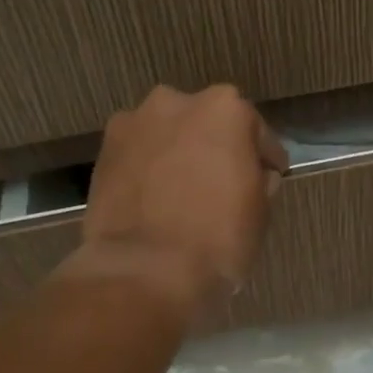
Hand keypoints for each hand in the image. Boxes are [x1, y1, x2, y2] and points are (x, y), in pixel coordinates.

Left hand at [72, 85, 288, 316]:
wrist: (144, 271)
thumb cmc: (217, 238)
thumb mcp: (260, 211)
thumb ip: (260, 179)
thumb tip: (255, 173)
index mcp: (225, 109)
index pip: (256, 131)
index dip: (264, 158)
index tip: (269, 177)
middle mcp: (177, 102)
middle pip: (207, 124)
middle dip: (216, 148)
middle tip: (223, 183)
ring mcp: (134, 123)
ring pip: (169, 135)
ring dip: (179, 154)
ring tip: (183, 191)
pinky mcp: (103, 151)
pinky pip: (139, 154)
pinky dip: (149, 168)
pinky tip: (155, 199)